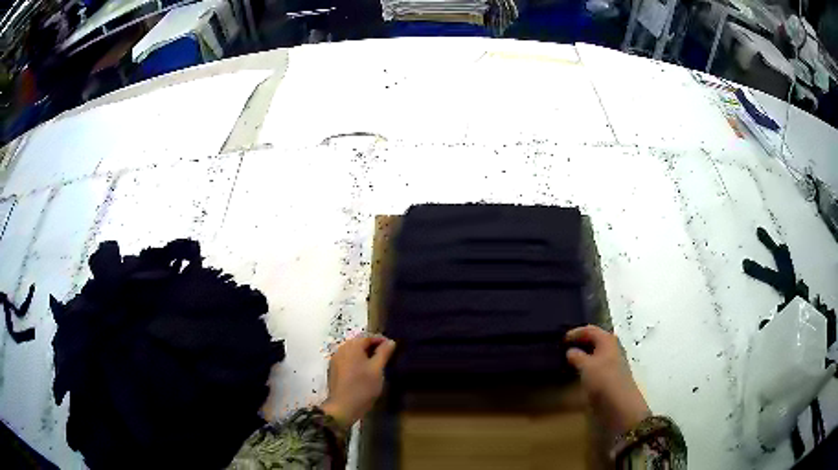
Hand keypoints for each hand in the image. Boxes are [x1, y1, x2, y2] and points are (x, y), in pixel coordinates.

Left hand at [321, 335, 395, 427]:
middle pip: (359, 344)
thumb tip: (390, 341)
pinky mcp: (333, 370)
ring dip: (364, 355)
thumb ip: (384, 353)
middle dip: (373, 348)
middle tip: (386, 357)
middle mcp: (341, 349)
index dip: (381, 341)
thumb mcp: (377, 369)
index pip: (368, 337)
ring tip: (377, 365)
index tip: (393, 348)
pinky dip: (356, 362)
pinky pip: (347, 360)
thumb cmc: (363, 387)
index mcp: (352, 346)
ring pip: (353, 352)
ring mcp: (335, 360)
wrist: (343, 407)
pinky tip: (364, 372)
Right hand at [566, 325, 650, 436]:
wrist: (620, 404)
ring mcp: (612, 363)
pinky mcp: (610, 376)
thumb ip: (577, 356)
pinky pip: (596, 365)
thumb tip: (570, 350)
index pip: (590, 330)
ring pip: (595, 353)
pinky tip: (578, 372)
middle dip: (580, 342)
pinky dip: (586, 365)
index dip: (576, 332)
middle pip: (594, 340)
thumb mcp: (586, 366)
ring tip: (568, 359)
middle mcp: (611, 348)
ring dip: (583, 354)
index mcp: (607, 340)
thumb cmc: (603, 380)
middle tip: (564, 347)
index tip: (561, 339)